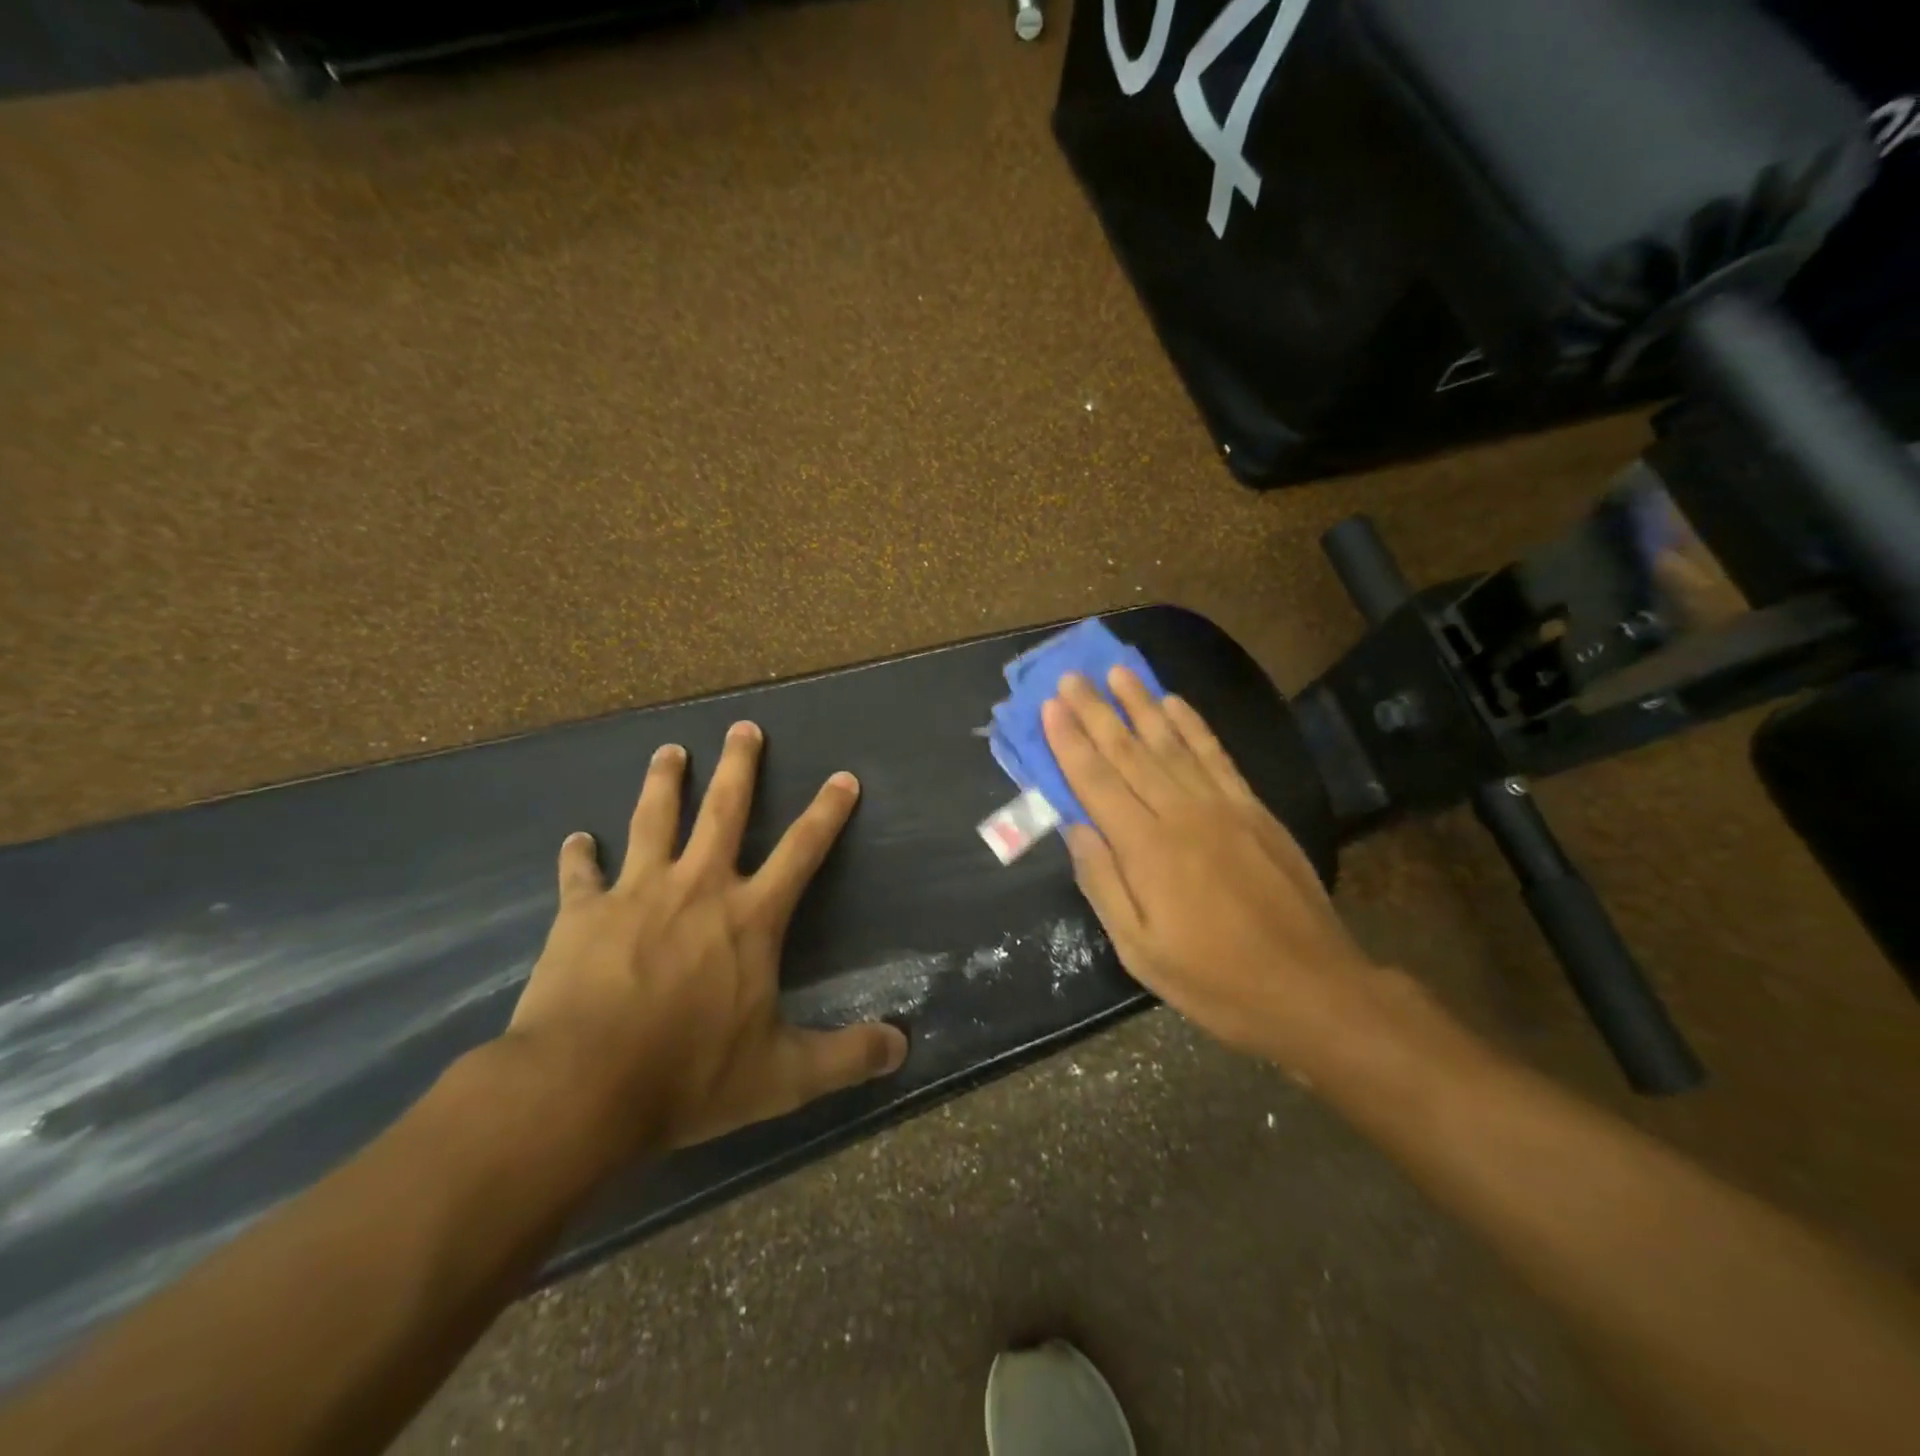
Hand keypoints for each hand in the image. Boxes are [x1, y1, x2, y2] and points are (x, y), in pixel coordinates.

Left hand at [505, 722, 908, 1157]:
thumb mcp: (782, 1077)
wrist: (580, 1088)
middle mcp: (698, 887)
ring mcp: (636, 893)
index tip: (843, 777)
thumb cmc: (688, 1076)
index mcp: (750, 917)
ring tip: (669, 751)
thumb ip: (846, 1057)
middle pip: (724, 810)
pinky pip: (580, 874)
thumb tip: (903, 1047)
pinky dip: (578, 855)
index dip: (828, 812)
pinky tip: (576, 840)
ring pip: (653, 819)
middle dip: (739, 766)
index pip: (802, 850)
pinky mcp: (581, 913)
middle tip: (744, 727)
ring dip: (664, 782)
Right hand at [1042, 668, 1380, 1075]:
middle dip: (1096, 711)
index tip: (1050, 706)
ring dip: (1141, 704)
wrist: (1311, 987)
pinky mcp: (1253, 808)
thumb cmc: (1215, 979)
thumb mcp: (1141, 951)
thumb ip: (1104, 884)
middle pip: (1129, 752)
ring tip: (1117, 671)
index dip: (1070, 742)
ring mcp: (1222, 806)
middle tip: (1071, 676)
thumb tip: (1075, 828)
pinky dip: (1193, 725)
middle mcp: (1180, 814)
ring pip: (1171, 743)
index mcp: (1146, 850)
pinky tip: (1174, 703)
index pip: (1096, 782)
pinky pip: (1216, 755)